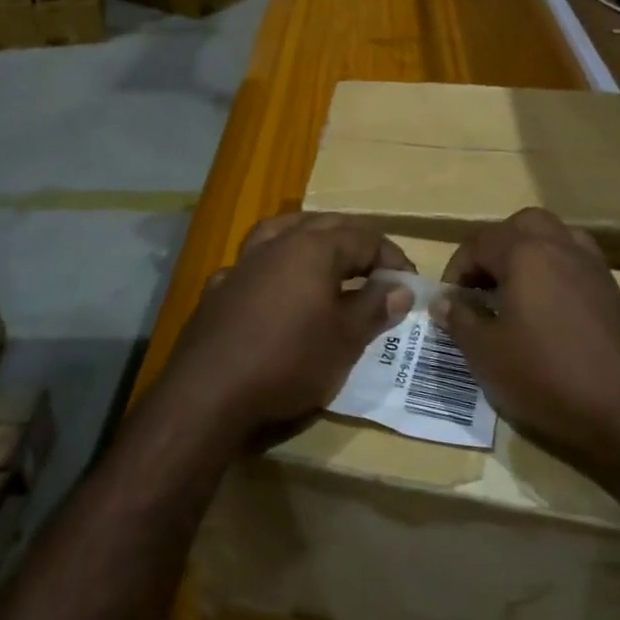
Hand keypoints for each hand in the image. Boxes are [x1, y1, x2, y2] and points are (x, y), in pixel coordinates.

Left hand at [162, 214, 414, 448]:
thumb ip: (375, 307)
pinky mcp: (219, 289)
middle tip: (377, 270)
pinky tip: (275, 290)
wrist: (209, 393)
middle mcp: (277, 244)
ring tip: (327, 260)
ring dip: (310, 240)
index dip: (393, 259)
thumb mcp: (345, 339)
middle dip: (356, 244)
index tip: (410, 285)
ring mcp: (243, 263)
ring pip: (282, 232)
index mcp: (313, 248)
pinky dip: (273, 269)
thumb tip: (400, 288)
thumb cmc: (289, 360)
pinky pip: (253, 265)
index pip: (365, 238)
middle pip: (325, 226)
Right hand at [435, 209, 619, 479]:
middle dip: (494, 249)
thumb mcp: (488, 355)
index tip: (448, 303)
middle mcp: (560, 245)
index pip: (478, 243)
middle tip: (481, 287)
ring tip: (512, 293)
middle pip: (519, 226)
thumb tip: (441, 301)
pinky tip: (547, 310)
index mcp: (524, 252)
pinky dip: (554, 271)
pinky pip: (574, 262)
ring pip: (552, 238)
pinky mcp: (612, 289)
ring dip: (526, 255)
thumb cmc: (548, 376)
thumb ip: (459, 321)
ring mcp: (592, 265)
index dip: (455, 270)